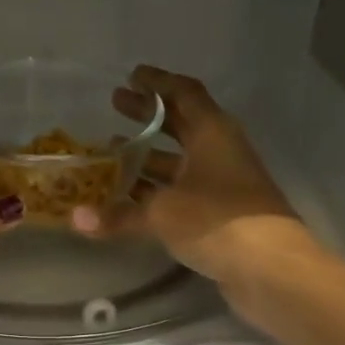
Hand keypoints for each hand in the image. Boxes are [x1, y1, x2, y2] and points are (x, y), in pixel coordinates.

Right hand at [72, 65, 313, 286]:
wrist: (270, 268)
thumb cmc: (217, 221)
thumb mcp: (162, 214)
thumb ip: (119, 215)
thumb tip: (75, 219)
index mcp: (212, 133)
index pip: (184, 94)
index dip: (157, 83)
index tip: (130, 76)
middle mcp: (219, 151)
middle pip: (181, 124)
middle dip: (147, 116)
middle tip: (115, 105)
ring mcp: (223, 183)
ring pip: (180, 162)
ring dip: (148, 156)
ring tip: (112, 152)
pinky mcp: (221, 213)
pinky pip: (183, 191)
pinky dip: (157, 190)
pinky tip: (131, 198)